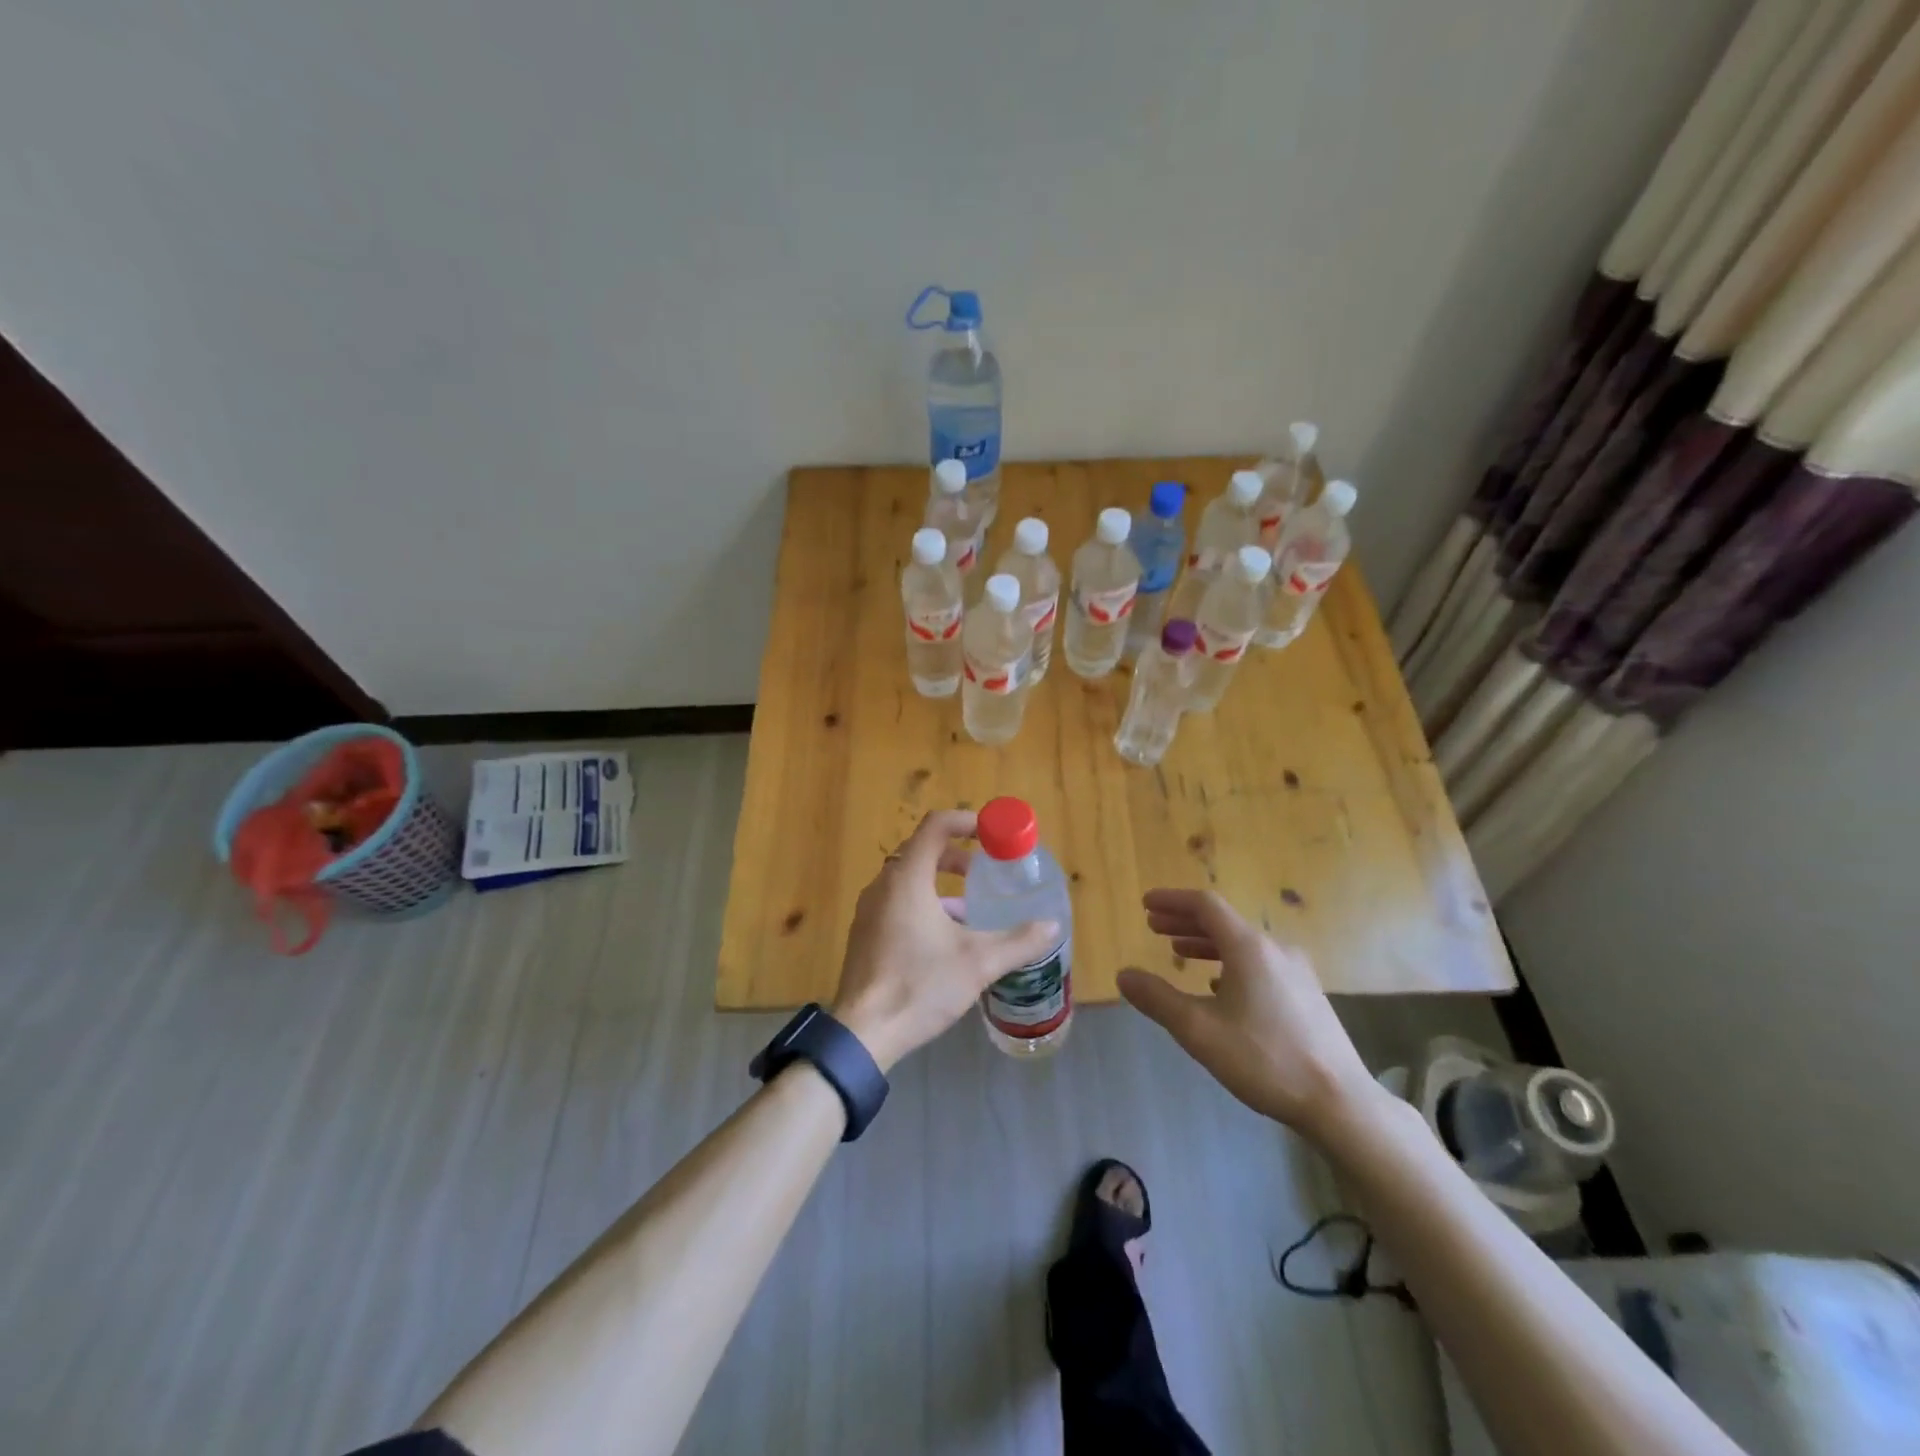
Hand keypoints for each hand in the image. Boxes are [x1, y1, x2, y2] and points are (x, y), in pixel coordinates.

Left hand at [831, 809, 1059, 1072]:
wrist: (862, 1033)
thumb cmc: (920, 985)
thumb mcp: (978, 962)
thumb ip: (1018, 941)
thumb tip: (1052, 926)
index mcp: (907, 878)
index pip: (936, 826)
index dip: (966, 822)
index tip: (992, 835)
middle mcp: (883, 885)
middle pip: (922, 851)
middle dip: (956, 856)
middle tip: (985, 871)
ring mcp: (869, 910)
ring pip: (909, 880)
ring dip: (940, 884)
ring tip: (971, 909)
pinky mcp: (865, 934)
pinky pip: (897, 903)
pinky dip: (923, 904)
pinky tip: (945, 940)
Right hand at [1117, 889, 1383, 1142]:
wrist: (1339, 1102)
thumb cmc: (1264, 1059)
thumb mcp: (1199, 1031)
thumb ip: (1157, 999)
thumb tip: (1123, 975)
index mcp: (1248, 948)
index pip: (1205, 905)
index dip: (1172, 901)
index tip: (1146, 905)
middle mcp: (1274, 949)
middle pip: (1223, 922)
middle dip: (1184, 921)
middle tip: (1154, 926)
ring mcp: (1296, 972)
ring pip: (1242, 944)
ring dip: (1206, 943)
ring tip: (1179, 952)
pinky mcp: (1307, 995)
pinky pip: (1260, 964)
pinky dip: (1230, 963)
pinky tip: (1220, 987)